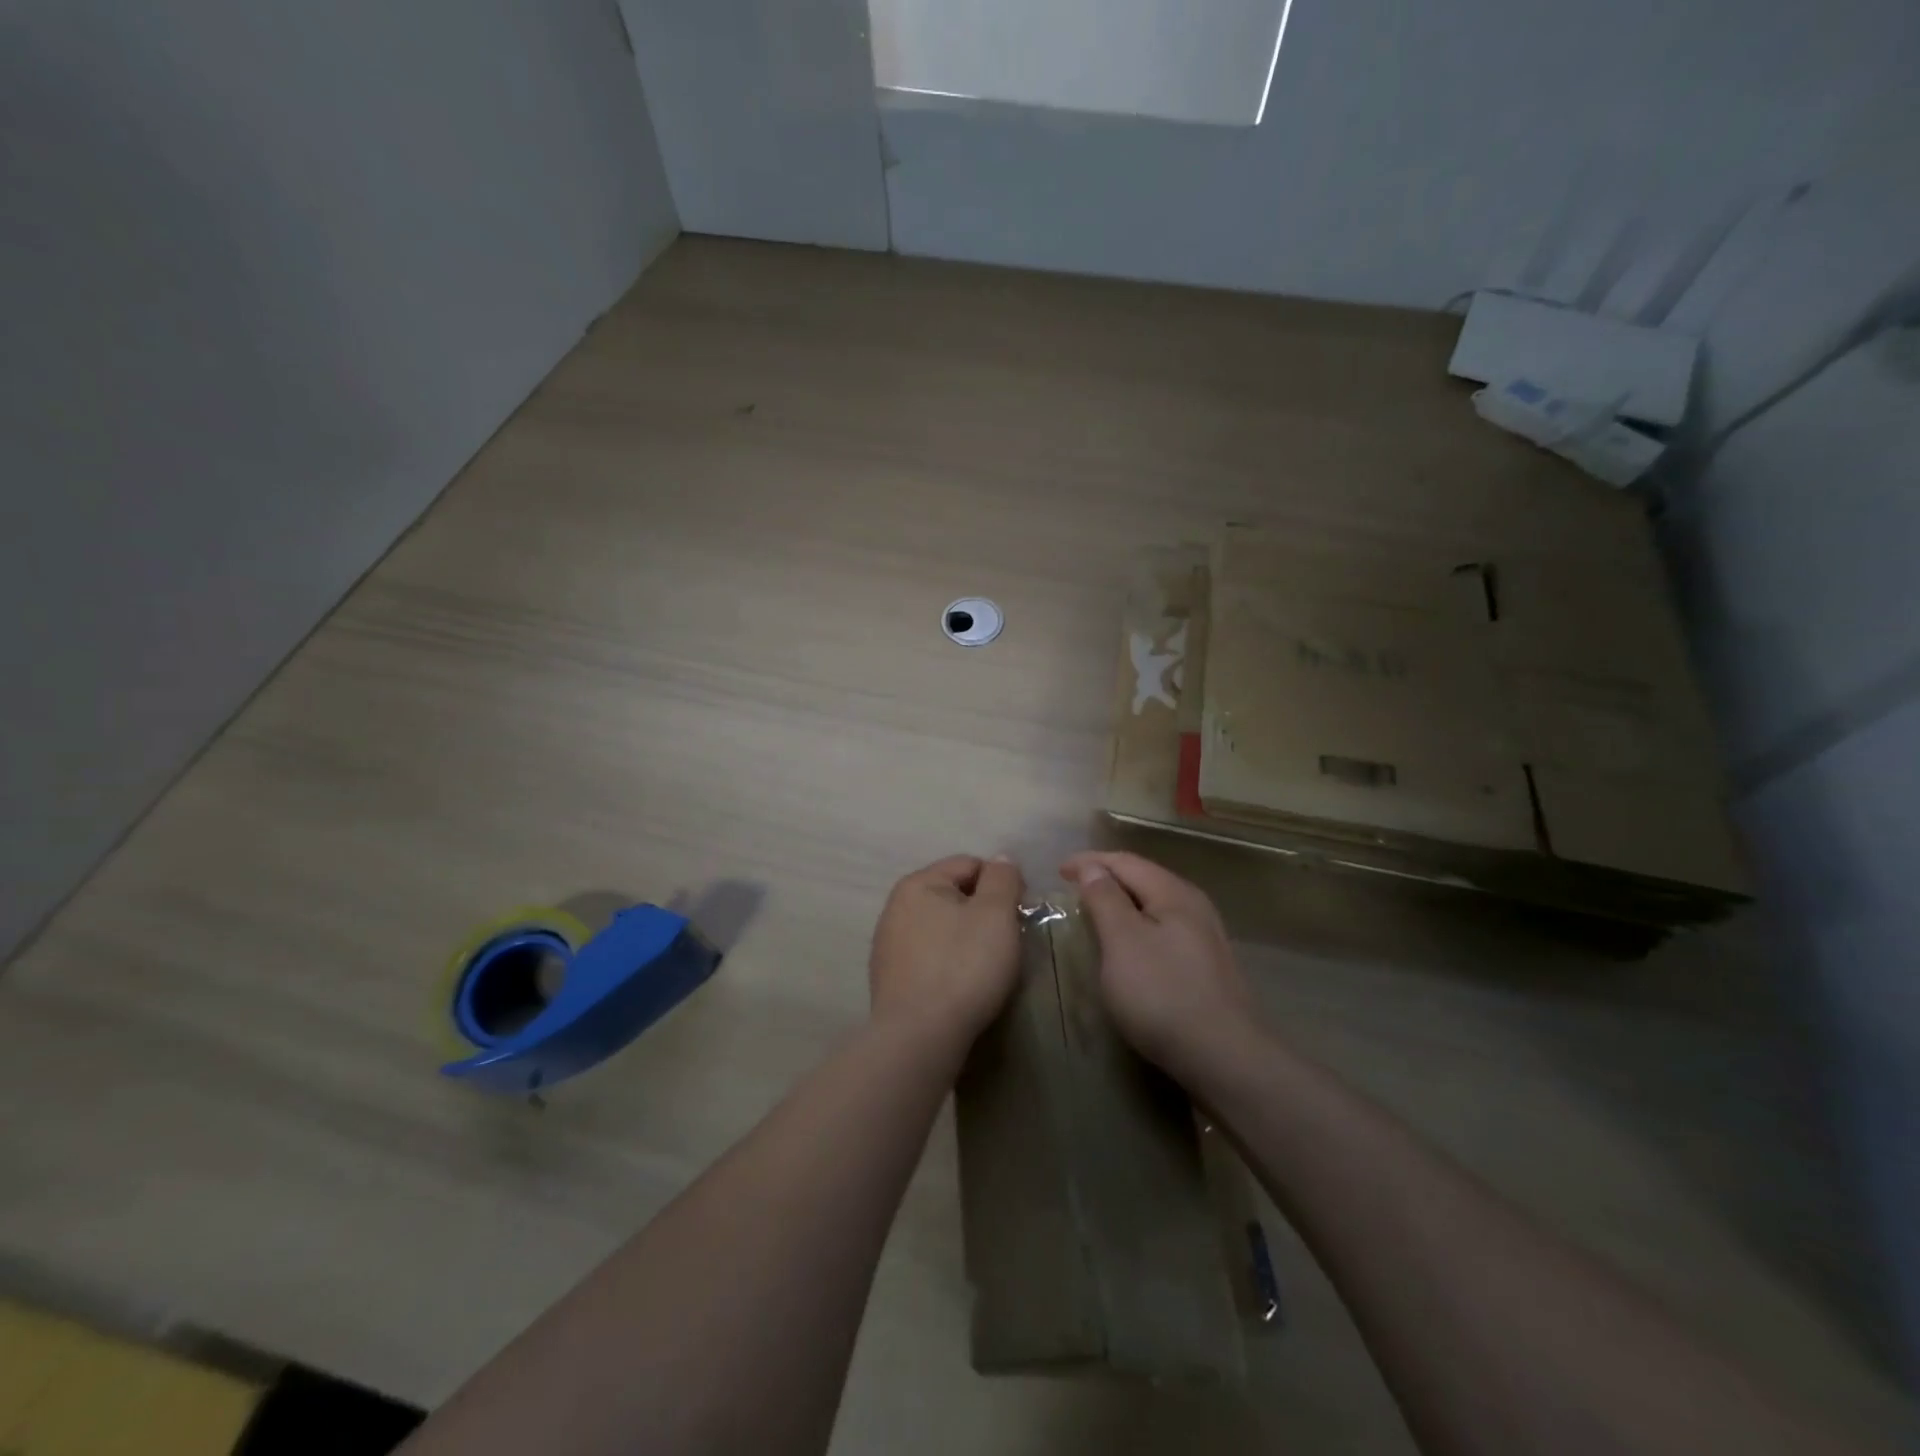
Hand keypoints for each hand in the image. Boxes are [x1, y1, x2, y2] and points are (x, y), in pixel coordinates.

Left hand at [869, 855, 1024, 1051]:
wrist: (919, 1037)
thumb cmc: (963, 966)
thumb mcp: (996, 914)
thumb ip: (1002, 879)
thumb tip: (1000, 860)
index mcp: (918, 883)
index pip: (969, 864)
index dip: (1001, 883)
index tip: (1019, 914)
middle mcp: (895, 907)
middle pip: (953, 895)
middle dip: (982, 912)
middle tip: (1006, 942)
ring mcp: (888, 944)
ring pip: (941, 927)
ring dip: (965, 938)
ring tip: (986, 967)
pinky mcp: (889, 978)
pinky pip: (929, 956)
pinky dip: (948, 963)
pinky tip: (961, 986)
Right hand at [1060, 851, 1257, 1072]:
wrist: (1225, 1058)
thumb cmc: (1163, 994)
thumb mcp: (1123, 941)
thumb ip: (1106, 899)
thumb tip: (1093, 868)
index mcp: (1174, 893)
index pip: (1126, 862)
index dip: (1090, 862)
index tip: (1058, 872)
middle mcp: (1194, 906)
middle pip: (1144, 879)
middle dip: (1107, 878)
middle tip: (1074, 889)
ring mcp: (1205, 938)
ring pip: (1155, 906)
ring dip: (1123, 904)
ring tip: (1095, 913)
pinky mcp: (1206, 966)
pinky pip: (1163, 930)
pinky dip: (1138, 927)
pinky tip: (1128, 946)